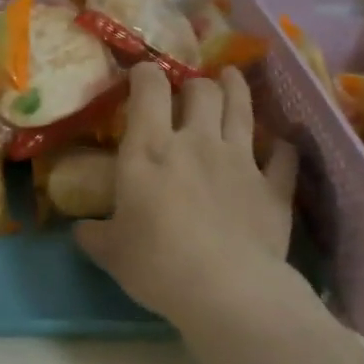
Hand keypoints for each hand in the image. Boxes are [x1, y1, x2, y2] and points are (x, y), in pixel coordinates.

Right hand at [74, 64, 317, 333]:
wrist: (227, 291)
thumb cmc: (156, 263)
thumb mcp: (111, 251)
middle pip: (202, 90)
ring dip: (236, 89)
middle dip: (195, 83)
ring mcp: (240, 160)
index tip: (142, 74)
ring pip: (242, 108)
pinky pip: (283, 156)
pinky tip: (279, 145)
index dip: (146, 73)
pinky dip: (281, 147)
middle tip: (190, 89)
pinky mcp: (273, 188)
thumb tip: (80, 230)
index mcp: (150, 148)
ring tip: (231, 77)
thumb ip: (93, 235)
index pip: (149, 88)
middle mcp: (196, 141)